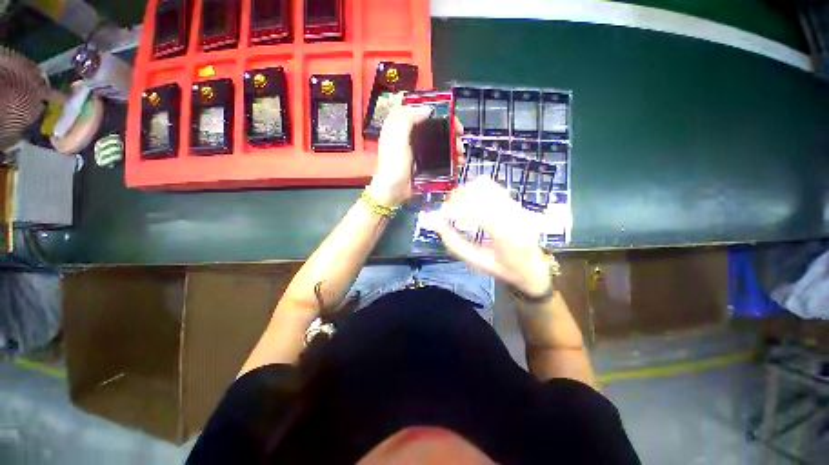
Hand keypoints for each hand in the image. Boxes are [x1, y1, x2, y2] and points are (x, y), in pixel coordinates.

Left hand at [368, 94, 466, 206]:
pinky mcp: (423, 162)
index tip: (445, 110)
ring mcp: (417, 150)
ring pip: (438, 140)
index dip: (429, 105)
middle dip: (448, 127)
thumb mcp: (397, 139)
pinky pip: (439, 155)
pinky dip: (449, 157)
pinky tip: (457, 161)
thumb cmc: (393, 165)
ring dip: (452, 144)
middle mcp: (408, 135)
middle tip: (459, 133)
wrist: (393, 191)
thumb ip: (408, 119)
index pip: (414, 107)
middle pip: (431, 124)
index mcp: (398, 126)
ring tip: (460, 152)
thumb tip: (427, 109)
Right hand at [436, 178, 550, 295]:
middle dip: (455, 199)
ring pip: (483, 184)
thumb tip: (437, 225)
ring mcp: (515, 204)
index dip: (452, 210)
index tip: (439, 218)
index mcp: (506, 233)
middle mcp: (513, 213)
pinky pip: (491, 186)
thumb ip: (456, 244)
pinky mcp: (514, 201)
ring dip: (464, 193)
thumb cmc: (506, 269)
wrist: (535, 267)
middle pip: (478, 191)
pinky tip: (470, 203)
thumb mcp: (479, 262)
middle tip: (446, 214)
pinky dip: (474, 190)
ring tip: (457, 208)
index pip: (475, 210)